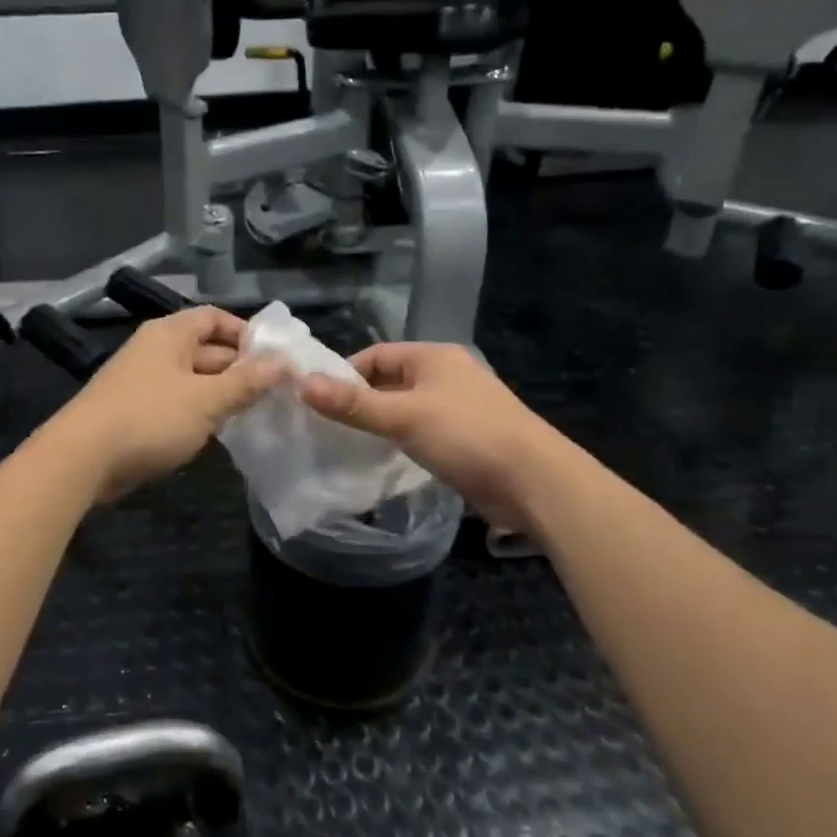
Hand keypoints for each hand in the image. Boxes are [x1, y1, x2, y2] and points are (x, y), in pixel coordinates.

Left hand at [51, 307, 283, 502]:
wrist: (81, 459)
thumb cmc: (149, 418)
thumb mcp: (206, 400)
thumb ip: (246, 382)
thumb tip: (283, 362)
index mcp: (170, 334)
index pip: (214, 318)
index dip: (246, 333)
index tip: (275, 357)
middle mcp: (155, 350)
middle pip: (206, 350)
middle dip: (240, 369)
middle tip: (277, 392)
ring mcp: (142, 382)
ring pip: (193, 380)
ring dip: (221, 394)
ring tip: (256, 414)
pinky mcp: (135, 412)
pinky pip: (177, 403)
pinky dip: (199, 412)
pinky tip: (219, 433)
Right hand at [298, 343, 544, 530]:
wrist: (535, 482)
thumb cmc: (466, 435)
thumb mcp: (403, 416)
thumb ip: (353, 403)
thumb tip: (302, 385)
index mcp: (434, 357)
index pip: (376, 355)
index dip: (345, 374)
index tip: (319, 400)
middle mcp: (447, 374)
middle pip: (390, 380)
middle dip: (361, 400)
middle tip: (328, 425)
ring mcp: (460, 406)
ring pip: (406, 407)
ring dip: (381, 422)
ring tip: (350, 443)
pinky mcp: (468, 437)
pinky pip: (423, 430)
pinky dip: (402, 439)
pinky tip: (386, 459)